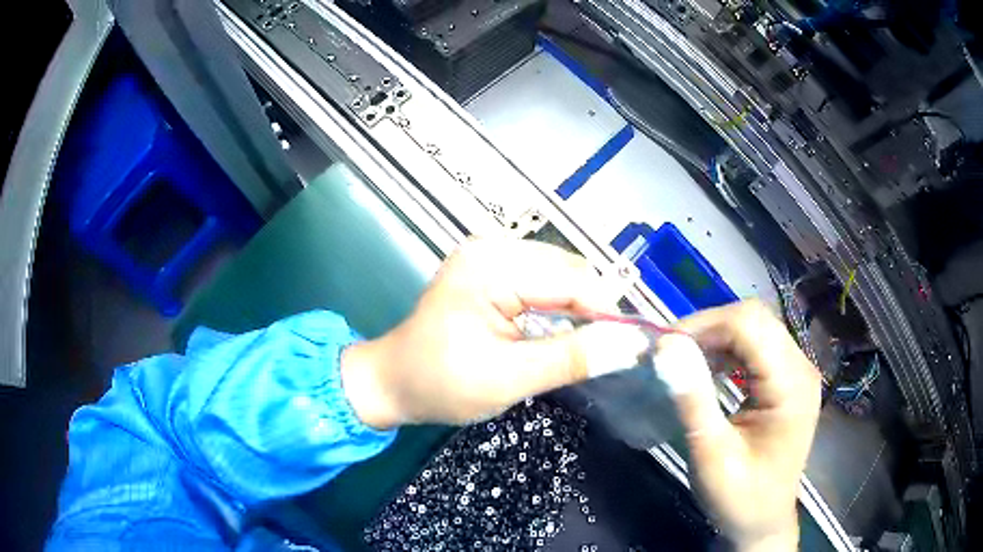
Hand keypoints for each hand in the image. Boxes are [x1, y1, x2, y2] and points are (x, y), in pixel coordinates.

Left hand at [340, 238, 650, 427]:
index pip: (572, 280)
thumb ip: (571, 358)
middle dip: (592, 309)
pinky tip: (558, 329)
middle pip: (569, 270)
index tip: (629, 347)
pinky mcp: (490, 269)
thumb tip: (629, 344)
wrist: (394, 382)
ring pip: (560, 273)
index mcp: (491, 267)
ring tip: (580, 344)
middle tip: (602, 352)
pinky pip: (542, 279)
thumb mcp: (509, 378)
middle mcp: (492, 248)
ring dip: (577, 307)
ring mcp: (490, 255)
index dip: (607, 313)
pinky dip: (559, 304)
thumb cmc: (441, 384)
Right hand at [656, 301, 821, 550]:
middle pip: (754, 319)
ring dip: (715, 337)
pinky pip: (756, 346)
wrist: (763, 522)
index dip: (704, 325)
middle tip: (669, 354)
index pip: (750, 324)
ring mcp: (796, 371)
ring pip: (754, 327)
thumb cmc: (740, 498)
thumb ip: (694, 400)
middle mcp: (800, 367)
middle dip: (707, 328)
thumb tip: (665, 348)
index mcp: (791, 385)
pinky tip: (708, 370)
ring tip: (683, 361)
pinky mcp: (787, 379)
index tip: (663, 348)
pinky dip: (727, 350)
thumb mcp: (712, 455)